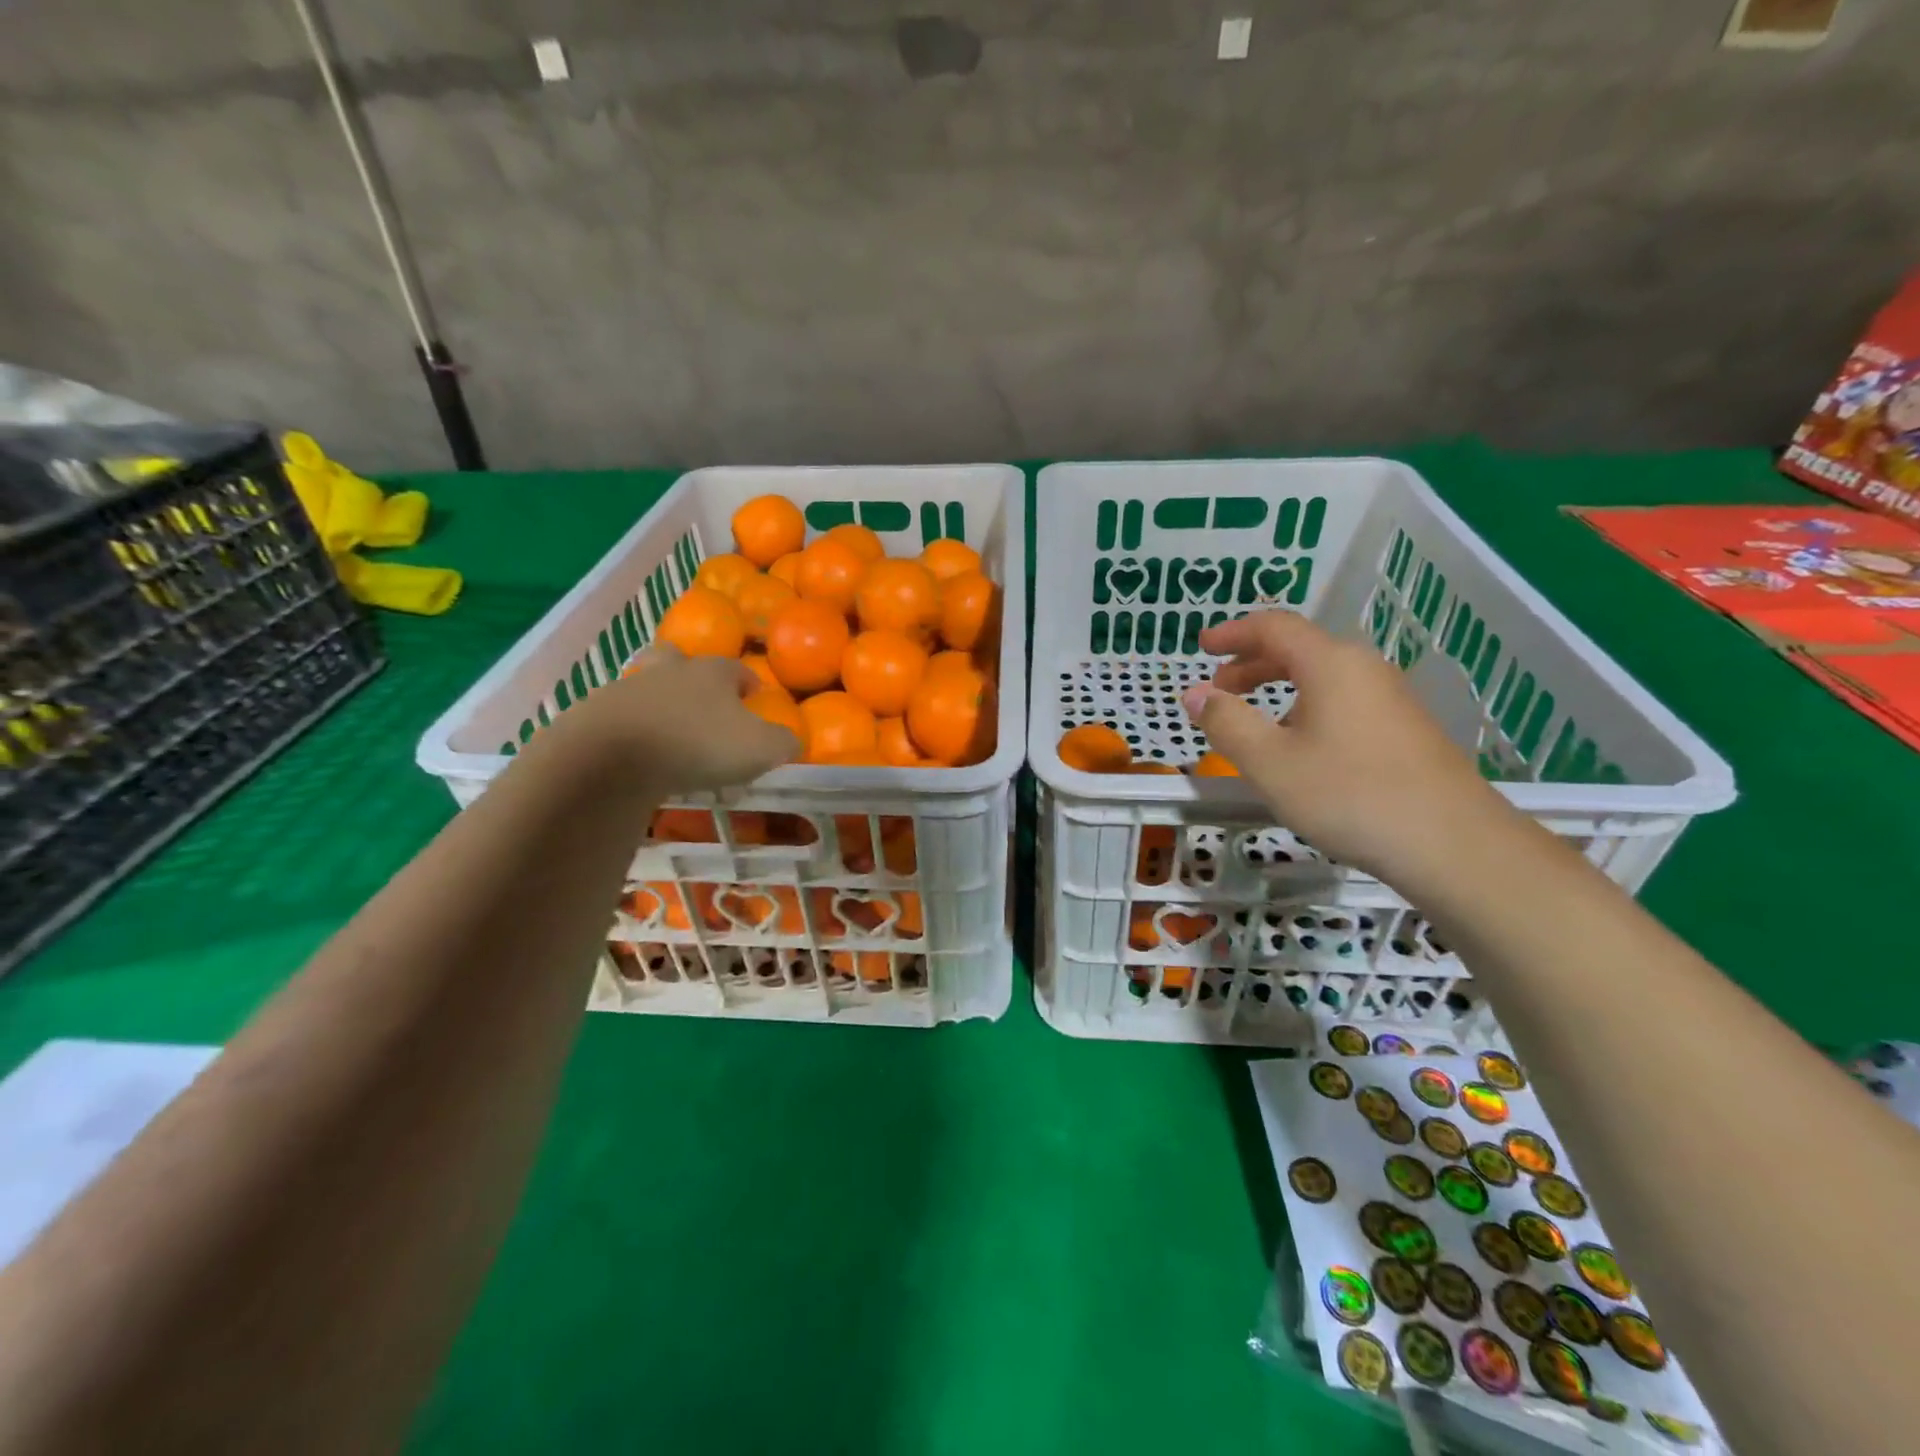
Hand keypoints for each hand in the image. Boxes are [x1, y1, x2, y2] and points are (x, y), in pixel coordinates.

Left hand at [540, 647, 798, 792]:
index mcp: (713, 673)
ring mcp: (629, 688)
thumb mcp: (759, 749)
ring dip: (658, 699)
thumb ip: (783, 742)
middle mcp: (671, 671)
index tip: (754, 698)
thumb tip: (792, 741)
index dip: (749, 683)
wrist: (613, 755)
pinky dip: (631, 727)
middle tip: (701, 698)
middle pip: (680, 658)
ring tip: (668, 726)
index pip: (737, 669)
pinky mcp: (597, 714)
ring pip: (647, 683)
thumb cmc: (698, 744)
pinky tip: (637, 750)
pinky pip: (620, 715)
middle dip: (691, 672)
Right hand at [1181, 611, 1510, 882]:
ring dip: (1280, 688)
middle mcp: (1363, 669)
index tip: (1202, 646)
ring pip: (1323, 677)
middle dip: (1252, 663)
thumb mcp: (1269, 762)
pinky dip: (1307, 708)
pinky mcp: (1406, 729)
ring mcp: (1391, 698)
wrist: (1452, 843)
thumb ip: (1226, 723)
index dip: (1233, 632)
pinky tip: (1302, 749)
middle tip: (1220, 689)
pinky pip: (1344, 701)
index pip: (1274, 627)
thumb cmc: (1349, 795)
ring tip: (1254, 723)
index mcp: (1330, 664)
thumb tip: (1195, 694)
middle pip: (1300, 649)